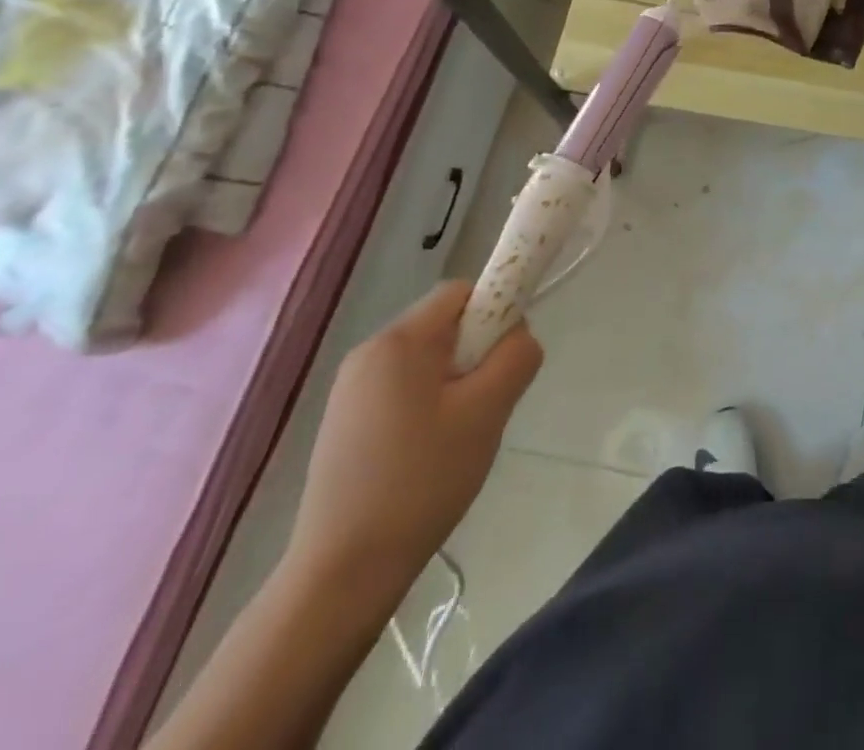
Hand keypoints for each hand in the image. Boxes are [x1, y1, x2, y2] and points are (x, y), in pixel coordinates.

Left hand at [285, 282, 542, 599]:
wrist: (343, 572)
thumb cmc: (422, 480)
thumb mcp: (488, 411)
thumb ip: (516, 356)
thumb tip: (520, 334)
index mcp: (399, 341)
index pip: (463, 291)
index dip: (497, 308)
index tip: (508, 355)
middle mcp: (369, 353)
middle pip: (445, 324)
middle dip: (478, 351)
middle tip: (489, 402)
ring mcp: (351, 390)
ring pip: (429, 359)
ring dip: (458, 381)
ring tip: (462, 433)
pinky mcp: (345, 423)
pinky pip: (406, 388)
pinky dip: (431, 404)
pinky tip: (432, 452)